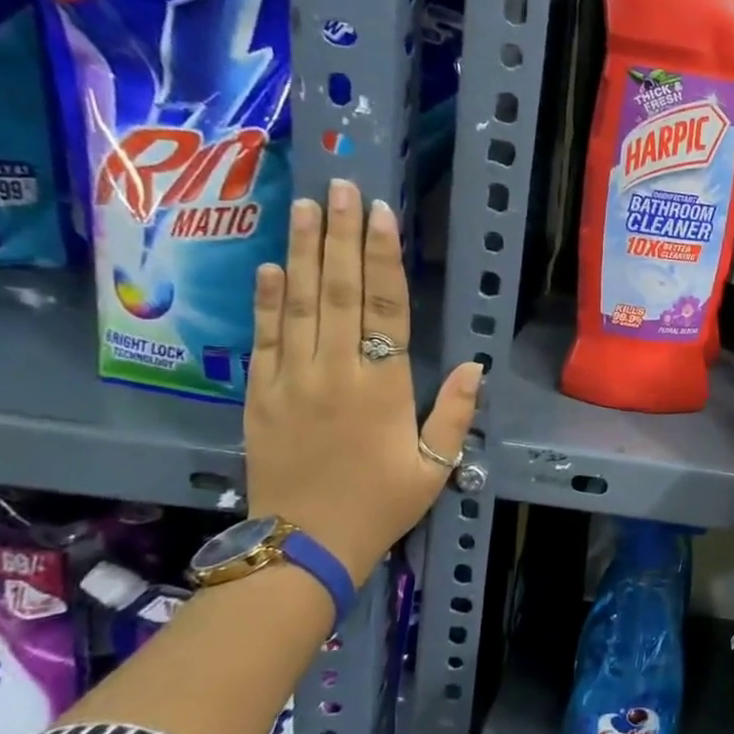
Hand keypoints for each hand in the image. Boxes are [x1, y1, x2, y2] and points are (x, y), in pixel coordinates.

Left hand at [244, 179, 481, 580]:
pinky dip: (268, 299)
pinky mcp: (260, 395)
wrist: (303, 546)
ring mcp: (291, 380)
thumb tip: (473, 364)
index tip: (380, 214)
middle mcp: (335, 371)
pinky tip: (272, 265)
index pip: (386, 308)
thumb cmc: (379, 505)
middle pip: (340, 291)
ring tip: (307, 206)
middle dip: (341, 235)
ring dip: (304, 251)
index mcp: (382, 387)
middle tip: (340, 186)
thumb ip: (454, 413)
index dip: (384, 258)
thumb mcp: (435, 466)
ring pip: (299, 303)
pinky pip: (264, 337)